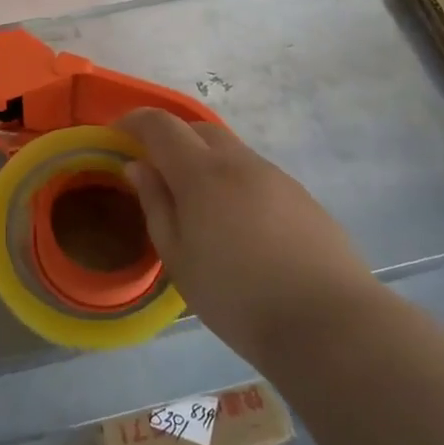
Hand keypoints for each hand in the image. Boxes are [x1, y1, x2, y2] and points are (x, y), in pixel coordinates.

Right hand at [116, 108, 376, 361]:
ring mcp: (276, 177)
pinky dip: (234, 180)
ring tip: (196, 203)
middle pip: (198, 129)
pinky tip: (237, 223)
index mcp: (202, 173)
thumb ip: (155, 204)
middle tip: (154, 169)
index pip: (160, 126)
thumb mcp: (178, 258)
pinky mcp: (302, 197)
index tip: (116, 135)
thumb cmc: (236, 296)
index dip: (134, 121)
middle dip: (170, 138)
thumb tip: (138, 166)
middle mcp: (240, 162)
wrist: (327, 323)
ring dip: (204, 160)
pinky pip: (256, 173)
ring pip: (230, 151)